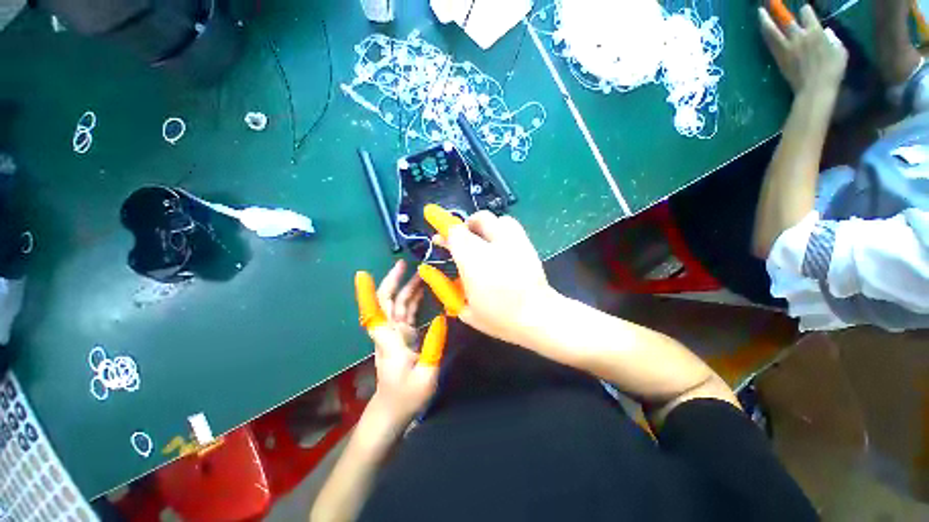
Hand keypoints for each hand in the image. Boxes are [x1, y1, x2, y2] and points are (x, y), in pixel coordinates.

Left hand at [356, 260, 441, 427]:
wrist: (393, 411)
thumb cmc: (406, 396)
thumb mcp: (426, 375)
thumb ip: (434, 345)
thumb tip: (441, 318)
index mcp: (390, 339)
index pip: (376, 311)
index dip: (368, 293)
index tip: (362, 274)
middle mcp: (389, 332)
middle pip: (387, 301)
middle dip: (393, 281)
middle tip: (405, 263)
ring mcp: (395, 333)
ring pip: (398, 304)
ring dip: (407, 287)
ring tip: (421, 272)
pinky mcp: (403, 336)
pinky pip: (406, 312)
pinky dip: (413, 299)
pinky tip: (423, 291)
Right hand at [435, 211, 558, 347]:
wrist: (538, 317)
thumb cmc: (499, 317)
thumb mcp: (465, 309)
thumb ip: (444, 287)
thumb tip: (427, 271)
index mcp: (474, 260)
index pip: (455, 232)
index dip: (443, 227)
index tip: (435, 229)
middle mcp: (494, 244)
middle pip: (477, 219)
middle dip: (464, 226)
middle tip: (459, 241)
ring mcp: (514, 241)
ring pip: (496, 219)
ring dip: (483, 226)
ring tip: (480, 242)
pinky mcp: (528, 244)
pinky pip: (511, 226)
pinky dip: (500, 229)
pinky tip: (498, 246)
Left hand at [759, 5, 847, 94]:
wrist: (815, 89)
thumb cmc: (833, 71)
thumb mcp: (840, 51)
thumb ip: (833, 39)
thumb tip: (826, 33)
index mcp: (815, 32)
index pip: (807, 14)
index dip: (805, 11)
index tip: (804, 11)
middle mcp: (799, 37)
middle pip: (787, 20)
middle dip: (779, 9)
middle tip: (771, 2)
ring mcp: (787, 47)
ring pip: (773, 30)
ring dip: (765, 20)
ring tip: (759, 11)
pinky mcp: (779, 58)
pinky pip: (770, 43)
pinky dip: (766, 34)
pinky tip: (762, 30)